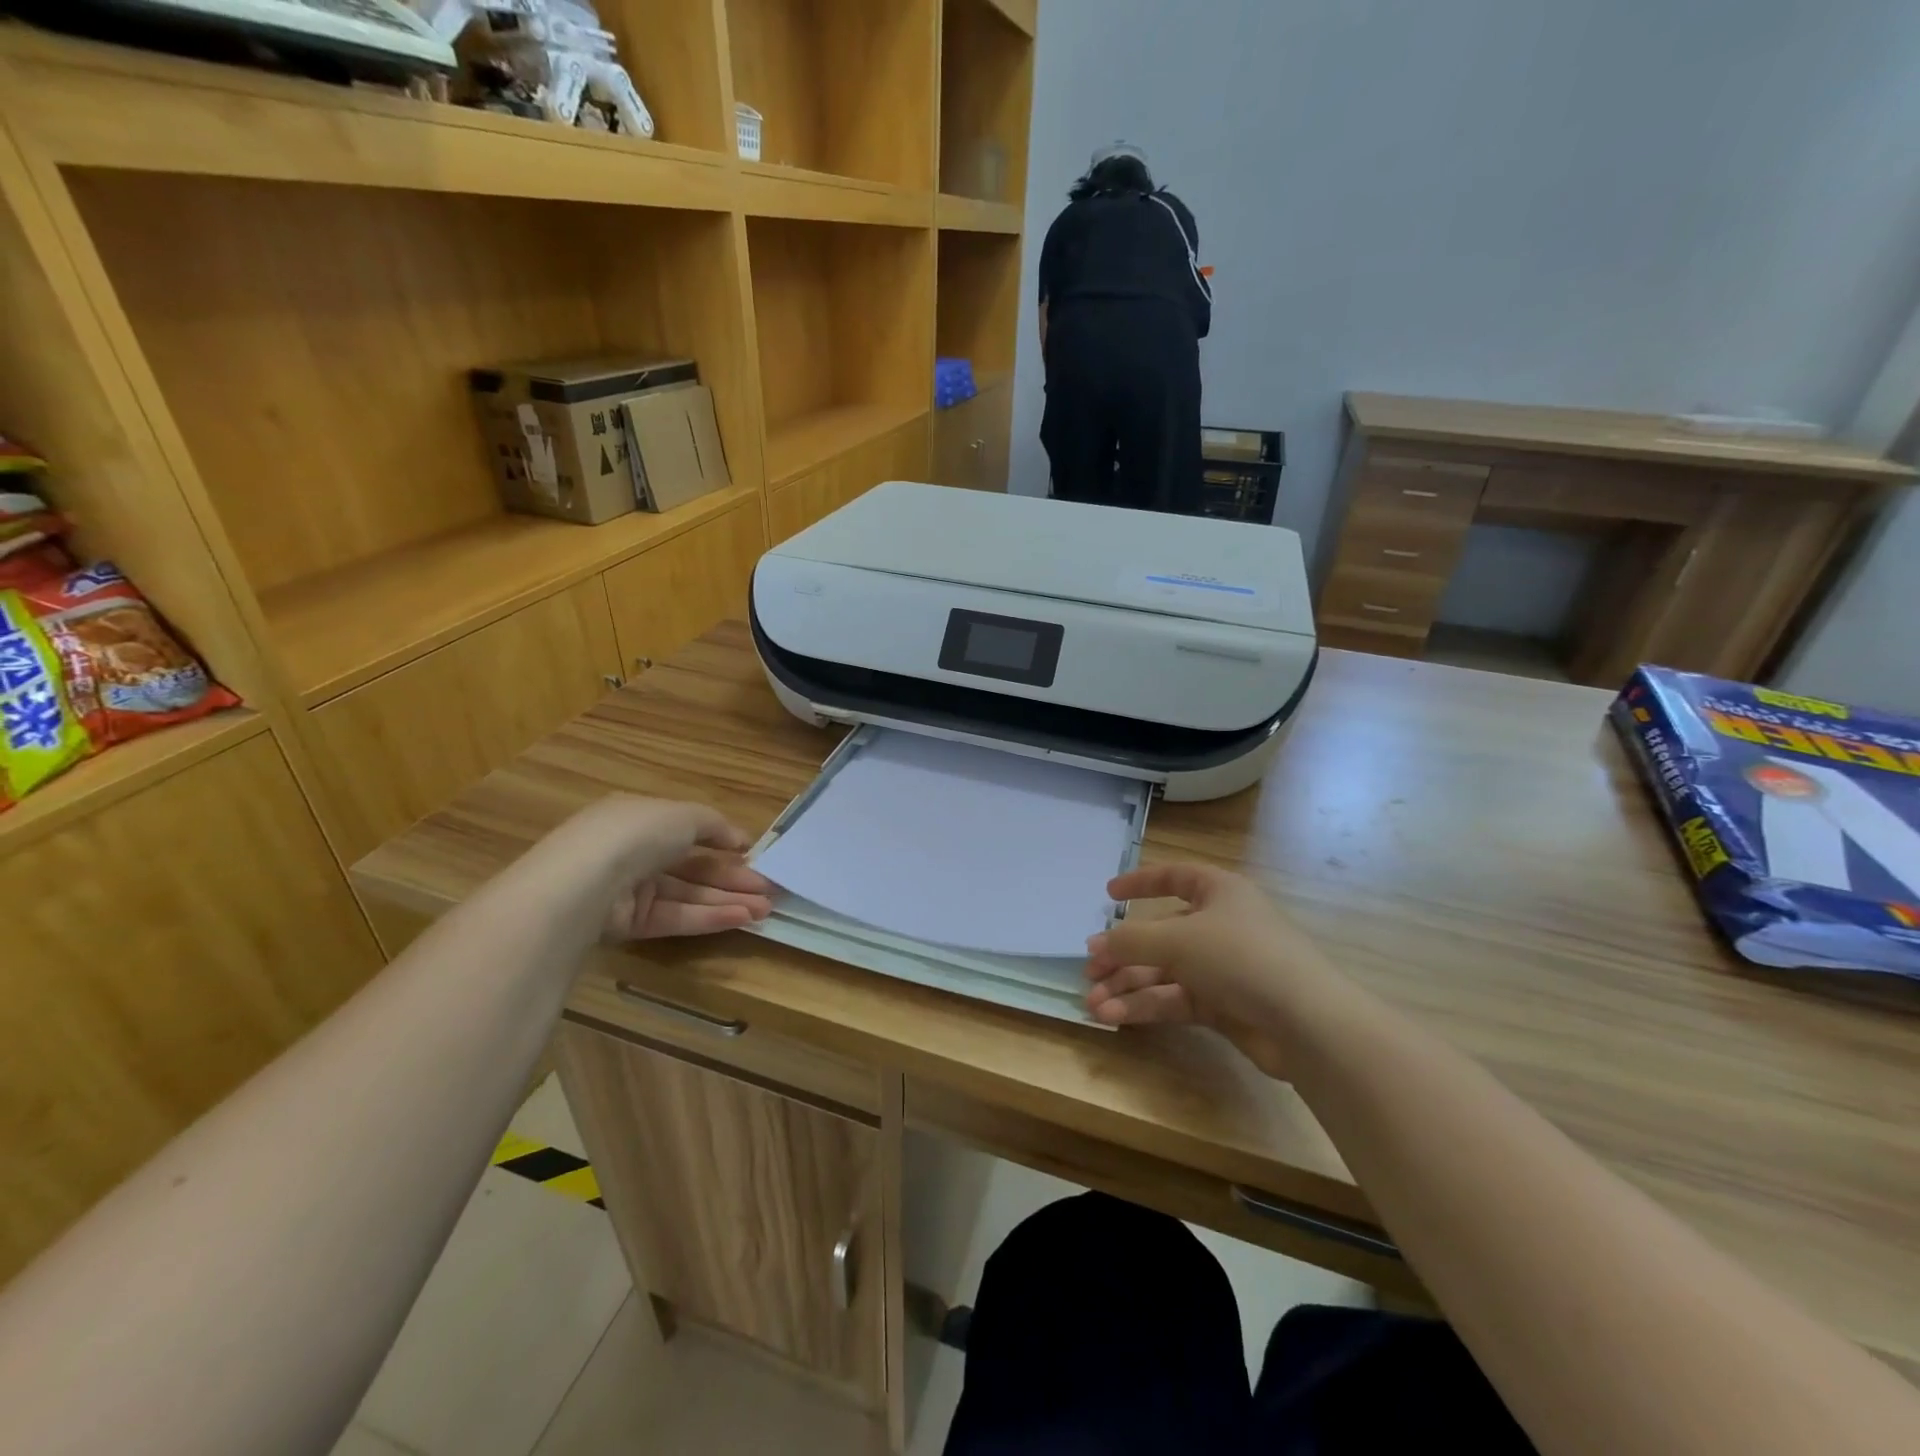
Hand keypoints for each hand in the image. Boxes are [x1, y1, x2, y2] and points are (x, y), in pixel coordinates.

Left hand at [533, 796, 774, 940]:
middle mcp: (635, 852)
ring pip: (689, 895)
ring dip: (728, 900)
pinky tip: (741, 919)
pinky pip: (676, 917)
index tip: (755, 855)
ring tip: (766, 909)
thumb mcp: (683, 815)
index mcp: (641, 818)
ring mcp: (631, 889)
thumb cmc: (637, 834)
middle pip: (693, 866)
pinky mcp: (628, 924)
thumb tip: (741, 842)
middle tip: (771, 890)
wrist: (583, 883)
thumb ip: (715, 825)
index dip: (723, 841)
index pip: (689, 830)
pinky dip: (709, 917)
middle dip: (734, 878)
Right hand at [1086, 864, 1335, 1072]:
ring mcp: (1222, 968)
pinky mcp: (1223, 1006)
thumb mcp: (1178, 940)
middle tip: (1090, 970)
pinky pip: (1175, 999)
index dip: (1142, 882)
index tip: (1109, 893)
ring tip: (1094, 1003)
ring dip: (1128, 986)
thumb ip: (1131, 940)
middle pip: (1161, 934)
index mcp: (1218, 892)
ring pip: (1164, 972)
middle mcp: (1220, 925)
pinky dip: (1145, 1006)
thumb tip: (1097, 945)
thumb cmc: (1240, 957)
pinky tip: (1115, 1016)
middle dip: (1123, 953)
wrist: (1305, 1023)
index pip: (1176, 877)